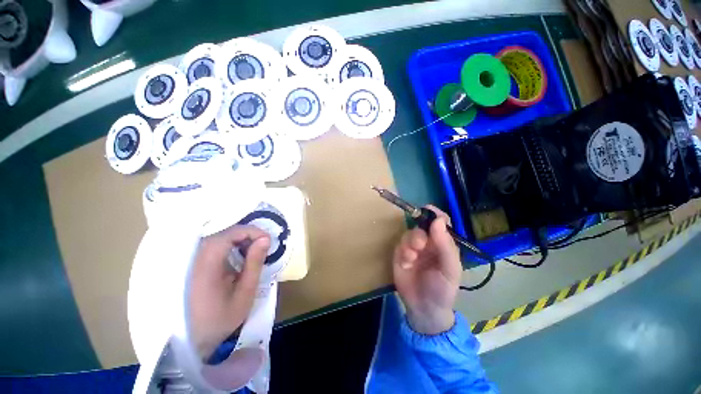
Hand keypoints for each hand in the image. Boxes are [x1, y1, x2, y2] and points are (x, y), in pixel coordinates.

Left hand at [189, 225, 269, 359]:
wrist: (189, 340)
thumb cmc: (220, 319)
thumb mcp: (244, 293)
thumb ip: (254, 263)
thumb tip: (265, 239)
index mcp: (208, 265)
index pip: (230, 234)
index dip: (252, 231)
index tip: (268, 240)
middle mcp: (196, 257)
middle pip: (224, 233)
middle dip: (247, 235)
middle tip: (263, 246)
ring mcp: (191, 260)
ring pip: (219, 237)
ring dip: (239, 240)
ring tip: (253, 252)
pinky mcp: (192, 263)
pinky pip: (213, 246)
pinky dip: (230, 246)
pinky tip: (238, 258)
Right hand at [393, 206, 461, 333]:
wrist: (423, 308)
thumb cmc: (442, 289)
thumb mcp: (450, 269)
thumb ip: (446, 245)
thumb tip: (438, 220)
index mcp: (443, 243)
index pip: (440, 222)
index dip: (435, 214)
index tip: (426, 209)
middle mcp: (429, 242)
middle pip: (421, 226)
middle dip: (418, 234)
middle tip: (419, 246)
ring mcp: (413, 248)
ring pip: (409, 234)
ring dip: (409, 244)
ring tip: (411, 258)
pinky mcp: (401, 254)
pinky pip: (399, 245)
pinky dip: (402, 252)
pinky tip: (406, 264)